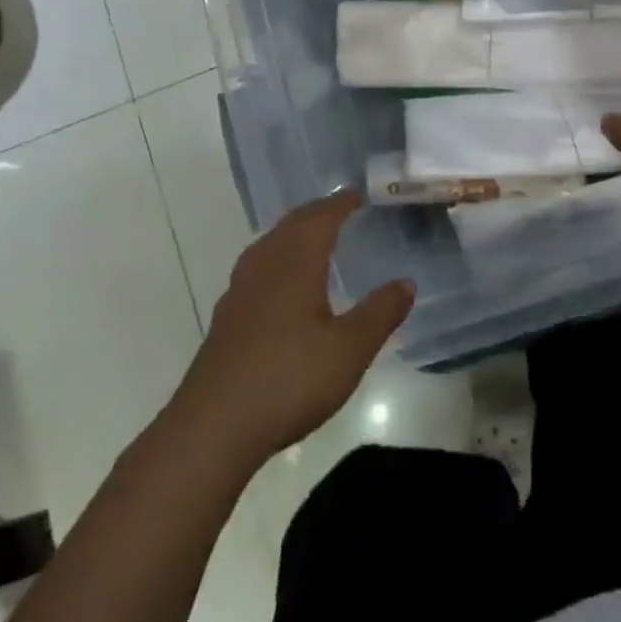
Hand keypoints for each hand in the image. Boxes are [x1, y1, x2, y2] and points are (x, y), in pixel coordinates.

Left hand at [172, 192, 413, 469]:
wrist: (214, 426)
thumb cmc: (290, 378)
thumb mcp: (350, 349)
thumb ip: (380, 313)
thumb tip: (406, 282)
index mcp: (296, 262)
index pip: (320, 218)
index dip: (340, 204)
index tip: (357, 195)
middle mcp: (265, 265)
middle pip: (291, 225)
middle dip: (315, 213)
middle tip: (338, 210)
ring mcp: (239, 291)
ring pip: (269, 245)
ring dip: (292, 234)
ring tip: (310, 239)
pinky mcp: (226, 318)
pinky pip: (256, 269)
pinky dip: (276, 260)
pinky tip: (279, 285)